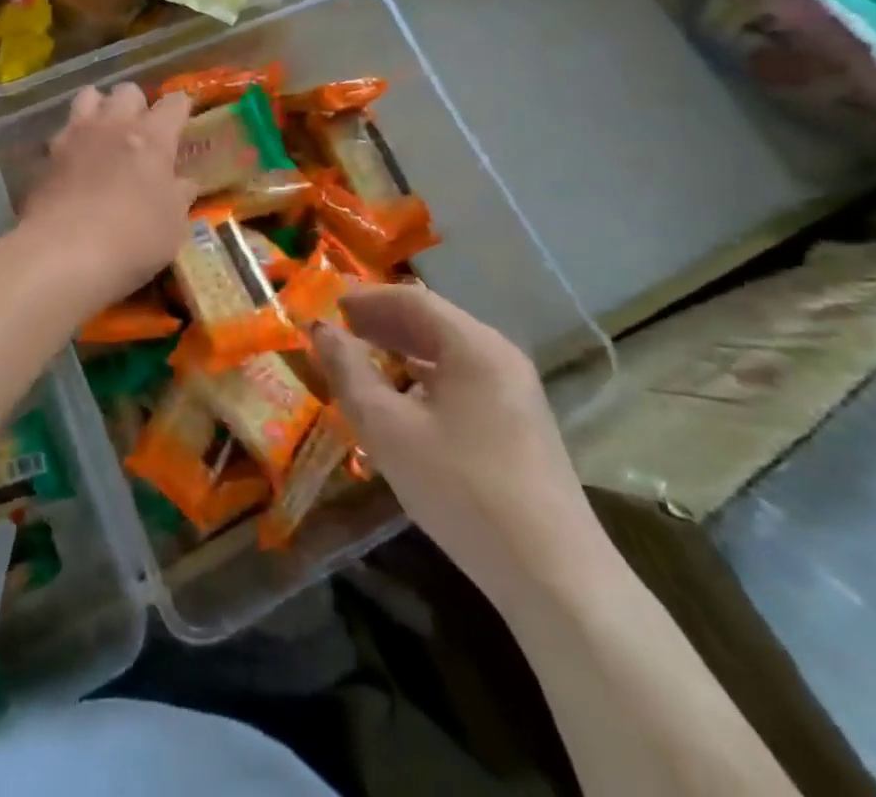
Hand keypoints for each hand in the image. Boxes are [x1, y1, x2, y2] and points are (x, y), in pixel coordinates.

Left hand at [19, 84, 197, 309]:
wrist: (64, 252)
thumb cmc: (134, 238)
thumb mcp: (174, 225)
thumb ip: (180, 197)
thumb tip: (184, 183)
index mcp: (153, 137)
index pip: (174, 103)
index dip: (181, 108)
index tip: (184, 119)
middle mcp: (114, 125)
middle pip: (127, 91)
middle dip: (137, 104)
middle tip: (141, 131)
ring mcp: (76, 135)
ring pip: (88, 96)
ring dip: (99, 109)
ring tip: (103, 134)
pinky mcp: (46, 156)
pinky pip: (62, 132)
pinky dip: (71, 141)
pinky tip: (74, 164)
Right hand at [312, 284, 608, 606]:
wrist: (554, 576)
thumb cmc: (462, 489)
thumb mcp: (389, 430)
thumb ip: (350, 373)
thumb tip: (321, 331)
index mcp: (473, 345)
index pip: (412, 299)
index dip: (367, 298)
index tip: (329, 306)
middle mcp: (499, 355)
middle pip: (434, 321)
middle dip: (383, 322)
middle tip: (340, 330)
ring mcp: (516, 390)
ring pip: (449, 352)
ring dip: (403, 349)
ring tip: (364, 358)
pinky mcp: (521, 423)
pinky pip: (464, 378)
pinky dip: (426, 376)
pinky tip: (405, 398)